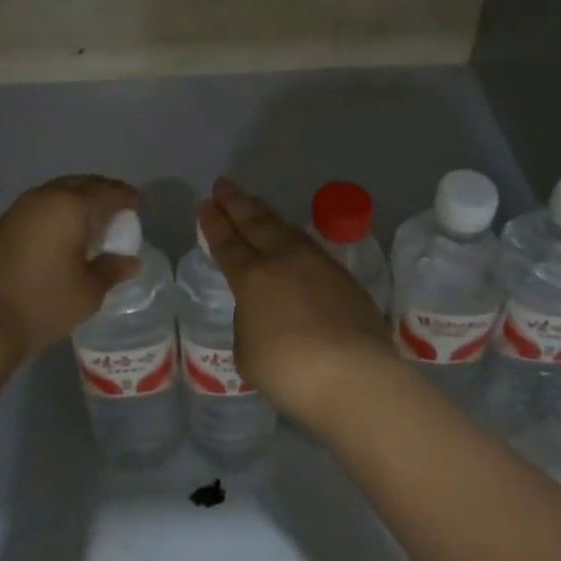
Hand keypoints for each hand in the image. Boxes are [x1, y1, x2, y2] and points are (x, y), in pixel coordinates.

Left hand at [0, 175, 139, 360]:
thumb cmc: (44, 303)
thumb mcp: (88, 291)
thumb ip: (112, 269)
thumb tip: (129, 261)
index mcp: (72, 206)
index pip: (109, 192)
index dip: (127, 198)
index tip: (138, 208)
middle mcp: (47, 197)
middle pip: (83, 184)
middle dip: (103, 193)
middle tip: (118, 212)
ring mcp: (21, 208)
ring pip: (59, 192)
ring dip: (78, 200)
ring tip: (91, 222)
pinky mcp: (4, 223)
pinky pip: (42, 205)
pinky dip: (58, 211)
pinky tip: (63, 233)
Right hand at [198, 178, 394, 425]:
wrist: (354, 376)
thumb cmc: (289, 370)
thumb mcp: (248, 352)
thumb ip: (249, 323)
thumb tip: (261, 312)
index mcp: (252, 277)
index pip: (227, 243)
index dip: (214, 224)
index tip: (205, 204)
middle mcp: (283, 260)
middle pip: (255, 223)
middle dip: (236, 203)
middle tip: (223, 184)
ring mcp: (317, 264)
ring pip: (284, 229)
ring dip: (264, 213)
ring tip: (253, 201)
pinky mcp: (343, 276)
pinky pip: (308, 245)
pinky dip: (290, 234)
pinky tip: (290, 236)